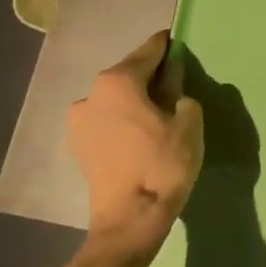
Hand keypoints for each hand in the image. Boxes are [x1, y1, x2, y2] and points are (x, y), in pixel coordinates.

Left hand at [67, 31, 204, 247]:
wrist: (130, 221)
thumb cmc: (163, 163)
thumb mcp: (187, 117)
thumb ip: (179, 88)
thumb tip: (170, 81)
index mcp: (117, 80)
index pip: (149, 50)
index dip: (169, 46)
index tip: (181, 45)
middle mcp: (91, 94)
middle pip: (129, 73)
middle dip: (151, 75)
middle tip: (176, 84)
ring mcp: (78, 122)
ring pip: (116, 98)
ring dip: (135, 99)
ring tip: (159, 113)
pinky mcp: (78, 147)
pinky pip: (107, 120)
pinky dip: (124, 119)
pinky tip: (142, 133)